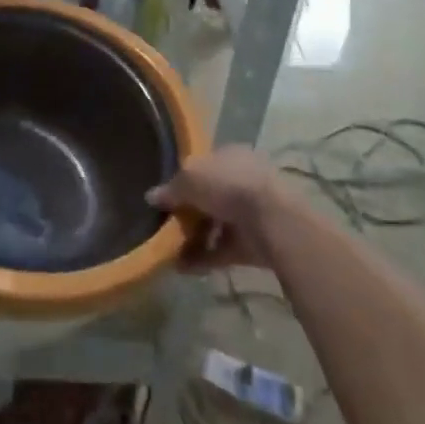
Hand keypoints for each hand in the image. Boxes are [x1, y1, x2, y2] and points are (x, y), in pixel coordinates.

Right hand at [148, 145, 286, 271]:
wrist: (272, 221)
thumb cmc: (228, 185)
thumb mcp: (189, 178)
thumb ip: (170, 189)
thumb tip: (151, 196)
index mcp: (231, 155)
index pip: (204, 165)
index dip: (183, 180)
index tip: (166, 198)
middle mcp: (243, 180)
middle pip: (210, 197)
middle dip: (189, 213)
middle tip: (167, 226)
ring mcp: (252, 212)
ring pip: (217, 224)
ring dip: (194, 239)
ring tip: (170, 252)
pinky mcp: (255, 243)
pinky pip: (223, 249)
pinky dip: (204, 258)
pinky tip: (183, 268)